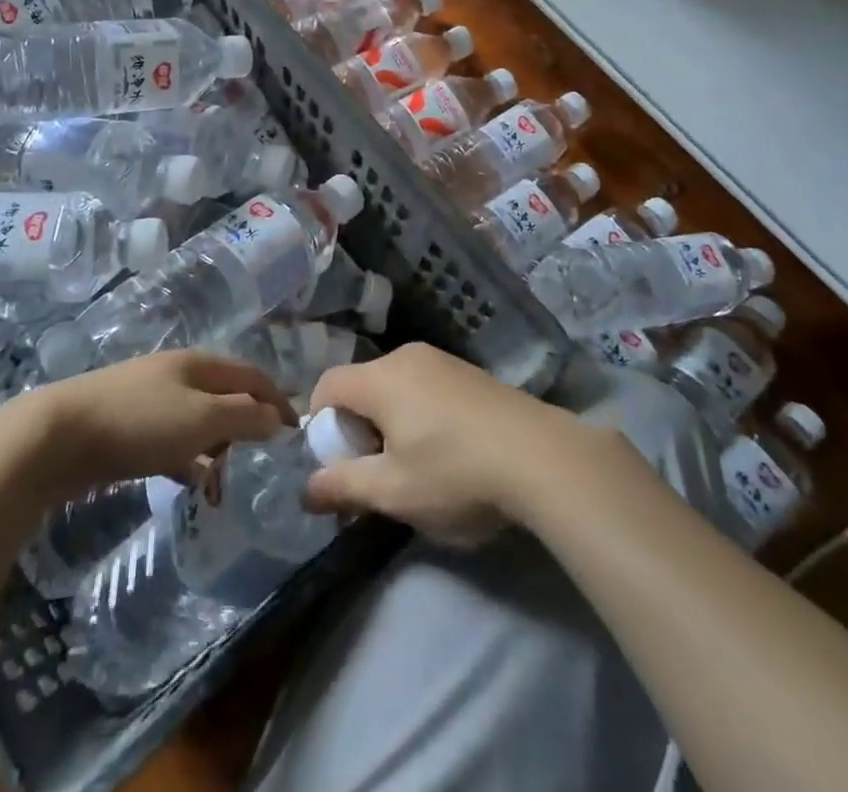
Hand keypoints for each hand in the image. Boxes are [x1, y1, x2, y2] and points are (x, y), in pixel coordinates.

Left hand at [15, 351, 295, 499]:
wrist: (58, 436)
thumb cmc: (138, 423)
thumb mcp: (202, 418)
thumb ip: (245, 416)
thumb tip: (277, 418)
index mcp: (199, 363)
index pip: (252, 375)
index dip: (277, 400)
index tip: (296, 434)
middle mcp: (177, 374)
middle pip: (226, 395)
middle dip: (248, 425)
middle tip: (264, 462)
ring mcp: (149, 399)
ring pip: (198, 420)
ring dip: (218, 446)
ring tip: (230, 481)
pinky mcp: (127, 428)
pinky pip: (172, 441)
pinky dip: (189, 460)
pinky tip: (192, 484)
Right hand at [303, 343, 589, 546]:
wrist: (542, 457)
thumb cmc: (455, 473)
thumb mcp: (393, 491)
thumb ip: (343, 487)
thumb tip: (305, 490)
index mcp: (380, 377)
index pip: (327, 385)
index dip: (321, 424)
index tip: (338, 464)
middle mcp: (406, 356)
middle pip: (361, 385)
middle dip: (357, 428)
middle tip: (375, 473)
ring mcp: (442, 360)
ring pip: (394, 387)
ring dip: (389, 423)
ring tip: (414, 467)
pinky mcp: (469, 372)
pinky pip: (425, 387)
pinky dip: (419, 414)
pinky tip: (449, 451)